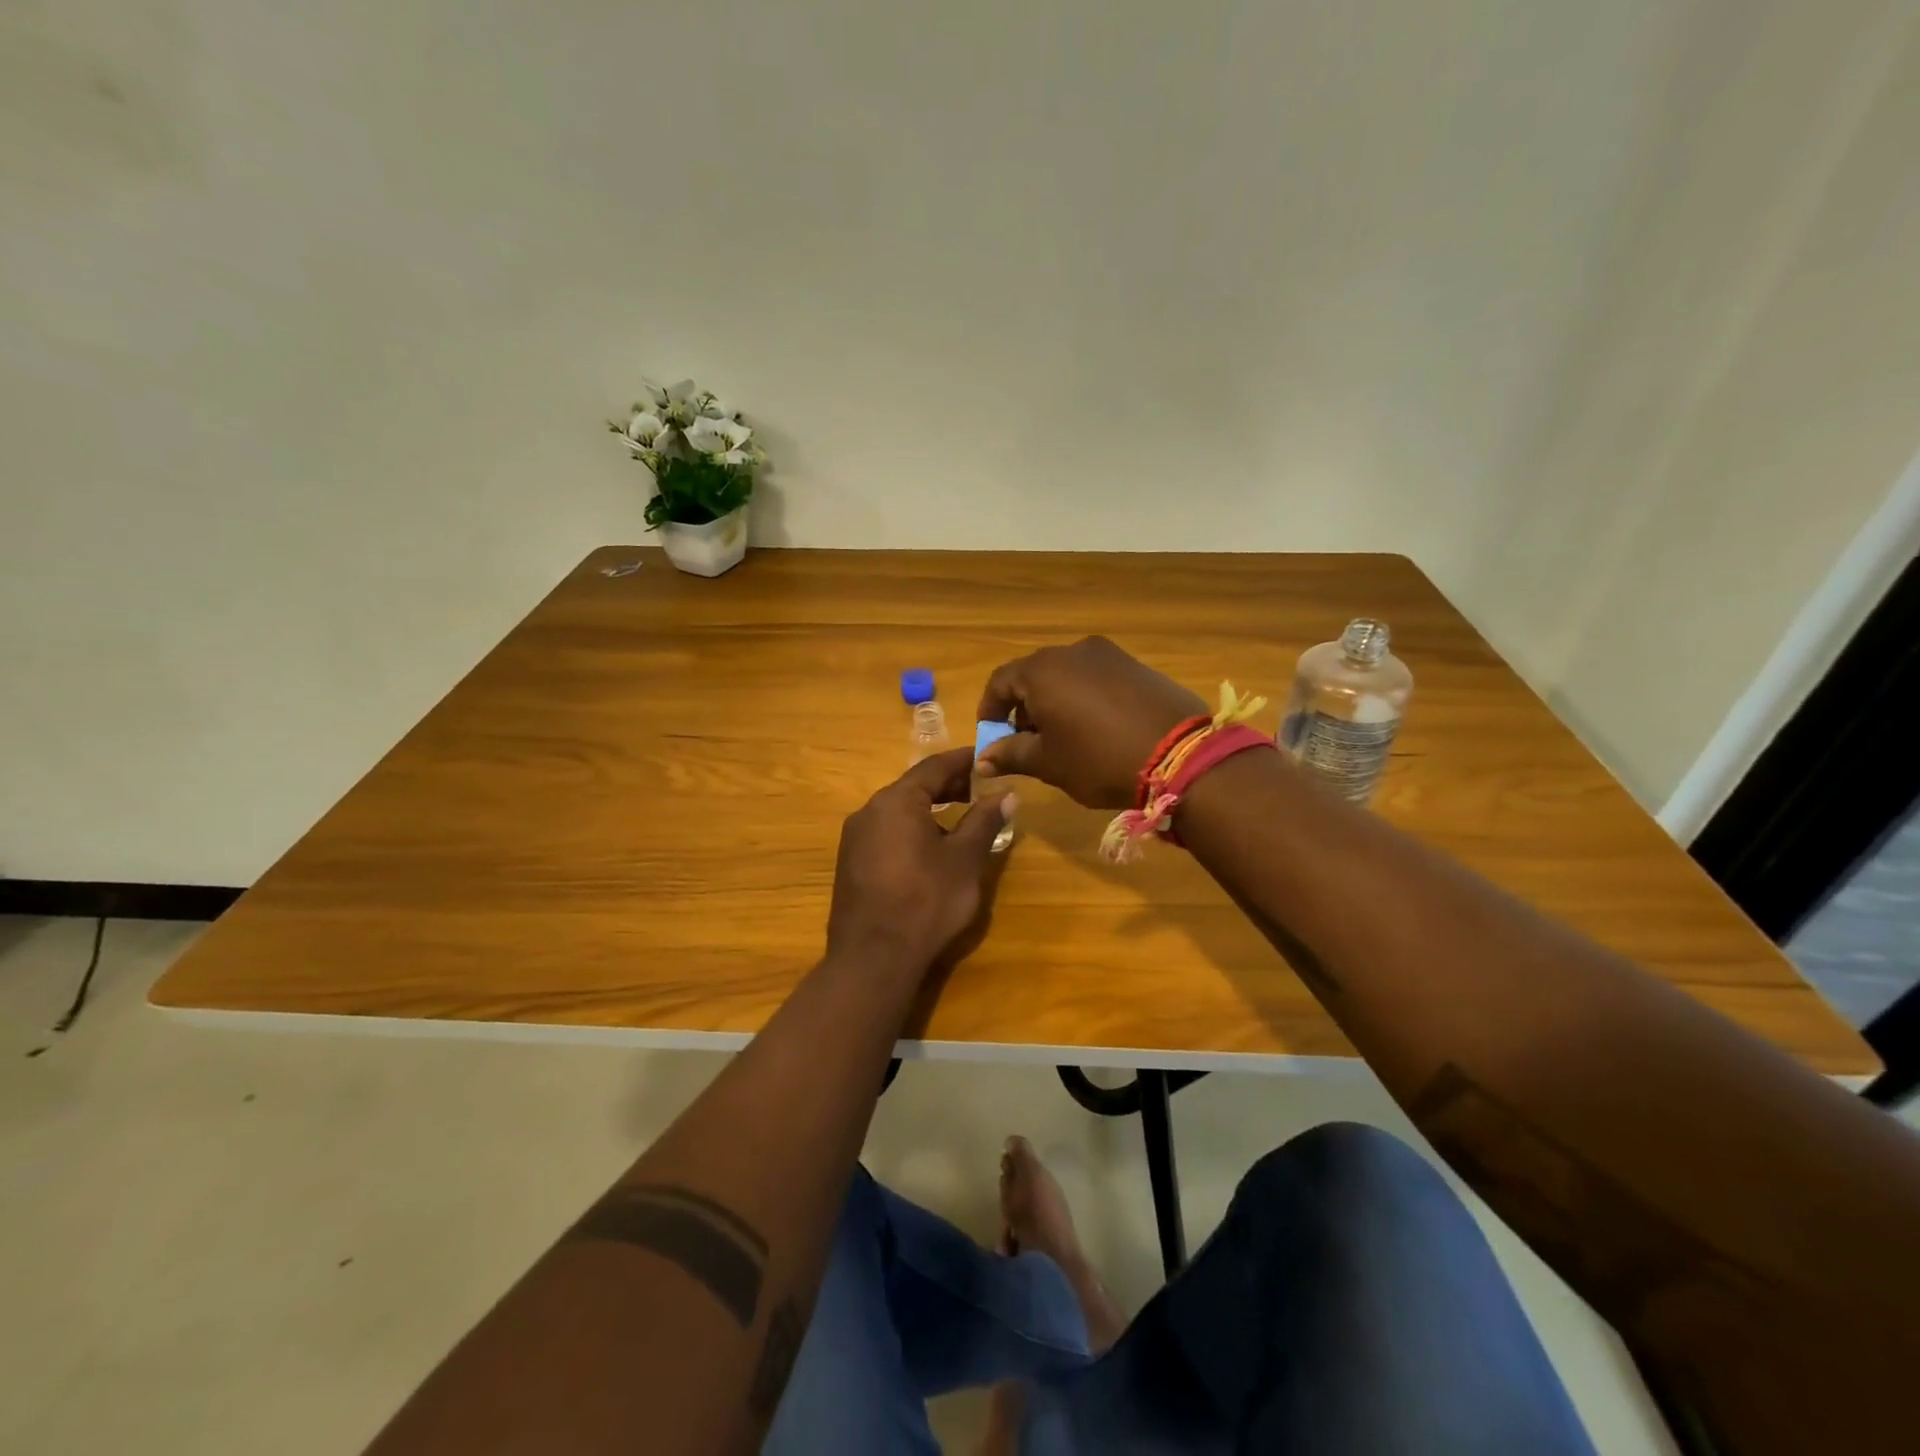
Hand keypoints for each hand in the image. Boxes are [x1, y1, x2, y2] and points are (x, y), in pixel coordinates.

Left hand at [826, 747, 1016, 973]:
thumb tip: (1006, 794)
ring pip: (897, 811)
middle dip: (947, 785)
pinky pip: (885, 833)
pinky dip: (910, 829)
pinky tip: (929, 850)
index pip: (934, 767)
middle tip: (979, 789)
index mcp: (896, 801)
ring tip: (959, 819)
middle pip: (913, 787)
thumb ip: (984, 821)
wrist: (873, 958)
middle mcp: (869, 811)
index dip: (963, 761)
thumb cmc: (926, 902)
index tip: (985, 759)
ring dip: (929, 809)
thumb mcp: (964, 860)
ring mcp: (855, 838)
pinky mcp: (850, 863)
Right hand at [974, 637, 1206, 808]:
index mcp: (1043, 670)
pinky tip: (1096, 728)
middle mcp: (1073, 651)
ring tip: (1063, 738)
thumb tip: (982, 758)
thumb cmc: (1099, 759)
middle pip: (1033, 675)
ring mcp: (1109, 655)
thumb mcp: (1048, 763)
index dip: (989, 711)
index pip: (1000, 682)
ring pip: (1066, 675)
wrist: (1182, 756)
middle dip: (1023, 708)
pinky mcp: (1137, 665)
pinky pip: (1096, 678)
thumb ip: (1011, 754)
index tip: (992, 739)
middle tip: (1027, 742)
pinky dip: (1084, 698)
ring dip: (1054, 702)